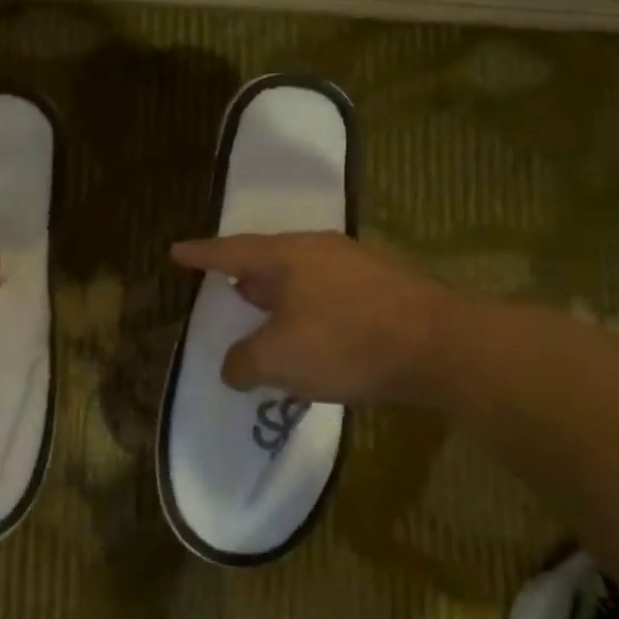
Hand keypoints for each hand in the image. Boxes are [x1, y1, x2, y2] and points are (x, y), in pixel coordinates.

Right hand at [169, 232, 454, 404]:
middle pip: (269, 259)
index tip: (176, 251)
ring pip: (303, 278)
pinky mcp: (386, 289)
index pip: (230, 252)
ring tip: (267, 316)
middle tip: (226, 287)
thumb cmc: (347, 343)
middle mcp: (319, 251)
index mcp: (286, 257)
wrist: (442, 347)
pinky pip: (330, 295)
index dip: (200, 255)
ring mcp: (357, 266)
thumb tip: (234, 367)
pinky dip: (310, 312)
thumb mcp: (278, 359)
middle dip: (245, 276)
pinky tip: (314, 337)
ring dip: (280, 297)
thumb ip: (243, 363)